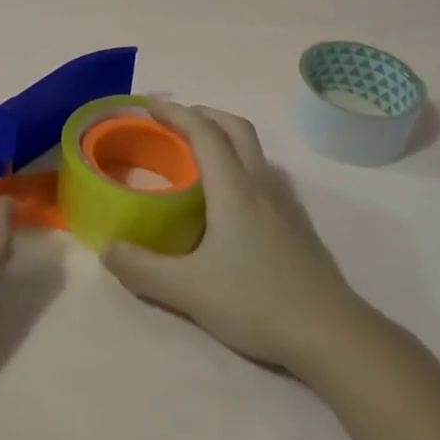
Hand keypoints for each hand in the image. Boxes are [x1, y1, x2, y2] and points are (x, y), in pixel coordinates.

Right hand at [103, 103, 368, 374]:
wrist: (331, 333)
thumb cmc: (256, 301)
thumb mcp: (187, 290)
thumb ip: (142, 269)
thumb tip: (108, 249)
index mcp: (234, 188)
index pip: (203, 132)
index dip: (175, 112)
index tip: (149, 105)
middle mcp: (261, 184)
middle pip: (235, 127)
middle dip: (203, 114)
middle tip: (173, 123)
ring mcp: (285, 203)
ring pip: (255, 150)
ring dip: (225, 137)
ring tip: (199, 157)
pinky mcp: (298, 224)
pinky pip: (265, 174)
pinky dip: (242, 164)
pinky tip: (231, 200)